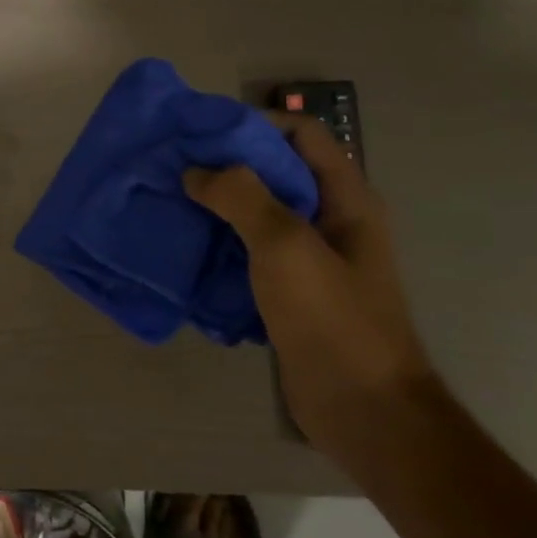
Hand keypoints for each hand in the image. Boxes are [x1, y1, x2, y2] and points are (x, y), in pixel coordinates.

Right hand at [183, 115, 433, 453]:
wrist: (365, 412)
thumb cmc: (332, 319)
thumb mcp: (286, 245)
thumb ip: (242, 197)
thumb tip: (197, 171)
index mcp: (345, 198)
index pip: (302, 134)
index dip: (256, 124)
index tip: (203, 134)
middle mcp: (330, 221)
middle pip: (276, 173)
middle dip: (227, 167)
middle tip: (175, 168)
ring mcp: (311, 261)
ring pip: (260, 217)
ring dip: (219, 209)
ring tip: (171, 204)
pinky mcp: (291, 296)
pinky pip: (251, 257)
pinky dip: (221, 248)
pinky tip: (187, 251)